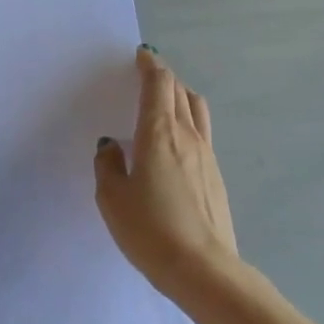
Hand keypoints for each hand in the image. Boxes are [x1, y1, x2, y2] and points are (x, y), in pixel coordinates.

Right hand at [94, 46, 239, 300]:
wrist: (203, 269)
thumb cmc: (149, 230)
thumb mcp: (112, 198)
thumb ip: (108, 165)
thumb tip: (111, 146)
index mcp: (159, 133)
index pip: (158, 86)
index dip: (150, 66)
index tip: (142, 55)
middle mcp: (188, 136)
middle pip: (181, 92)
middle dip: (164, 78)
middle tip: (148, 75)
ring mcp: (207, 156)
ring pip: (197, 110)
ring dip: (181, 96)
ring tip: (166, 101)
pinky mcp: (216, 176)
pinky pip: (202, 134)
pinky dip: (188, 122)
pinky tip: (175, 142)